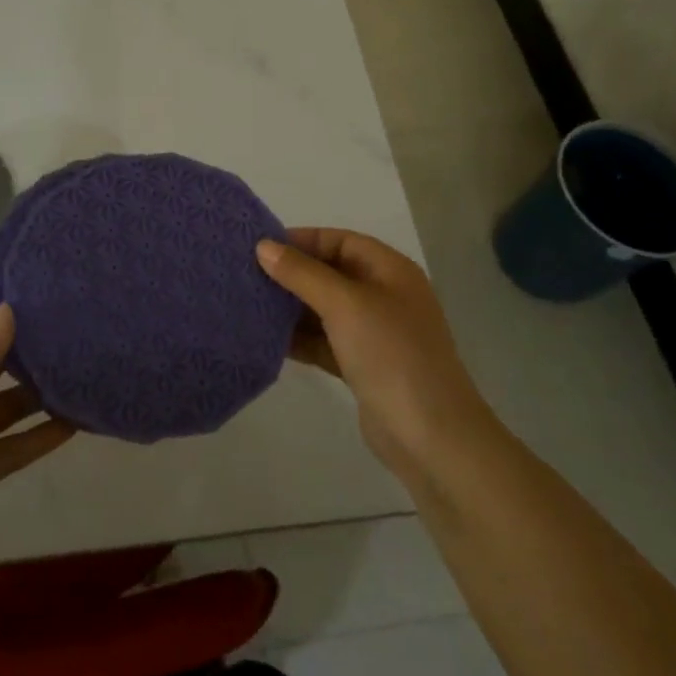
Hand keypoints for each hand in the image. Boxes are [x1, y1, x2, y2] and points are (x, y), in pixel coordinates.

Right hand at [257, 229, 494, 482]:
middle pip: (330, 273)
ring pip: (324, 309)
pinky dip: (299, 339)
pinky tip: (265, 340)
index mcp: (390, 271)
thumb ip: (302, 273)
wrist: (430, 435)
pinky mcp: (362, 366)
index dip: (302, 240)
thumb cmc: (391, 354)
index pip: (340, 241)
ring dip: (290, 308)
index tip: (259, 248)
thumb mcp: (345, 304)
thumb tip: (263, 246)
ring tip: (248, 305)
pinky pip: (324, 341)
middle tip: (245, 277)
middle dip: (291, 274)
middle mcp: (384, 296)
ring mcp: (374, 333)